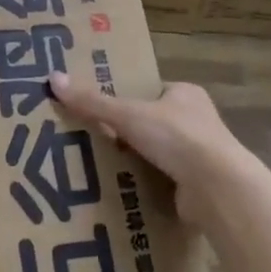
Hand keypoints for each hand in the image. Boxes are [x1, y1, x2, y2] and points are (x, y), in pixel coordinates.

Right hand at [49, 73, 248, 226]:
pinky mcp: (199, 186)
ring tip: (102, 168)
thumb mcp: (128, 114)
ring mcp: (201, 155)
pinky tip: (124, 192)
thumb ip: (92, 102)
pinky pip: (166, 182)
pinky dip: (148, 186)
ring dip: (138, 162)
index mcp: (186, 94)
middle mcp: (197, 121)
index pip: (151, 92)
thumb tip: (53, 79)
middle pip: (154, 123)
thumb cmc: (176, 137)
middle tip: (95, 141)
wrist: (217, 188)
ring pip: (160, 154)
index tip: (102, 111)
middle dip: (130, 134)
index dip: (128, 99)